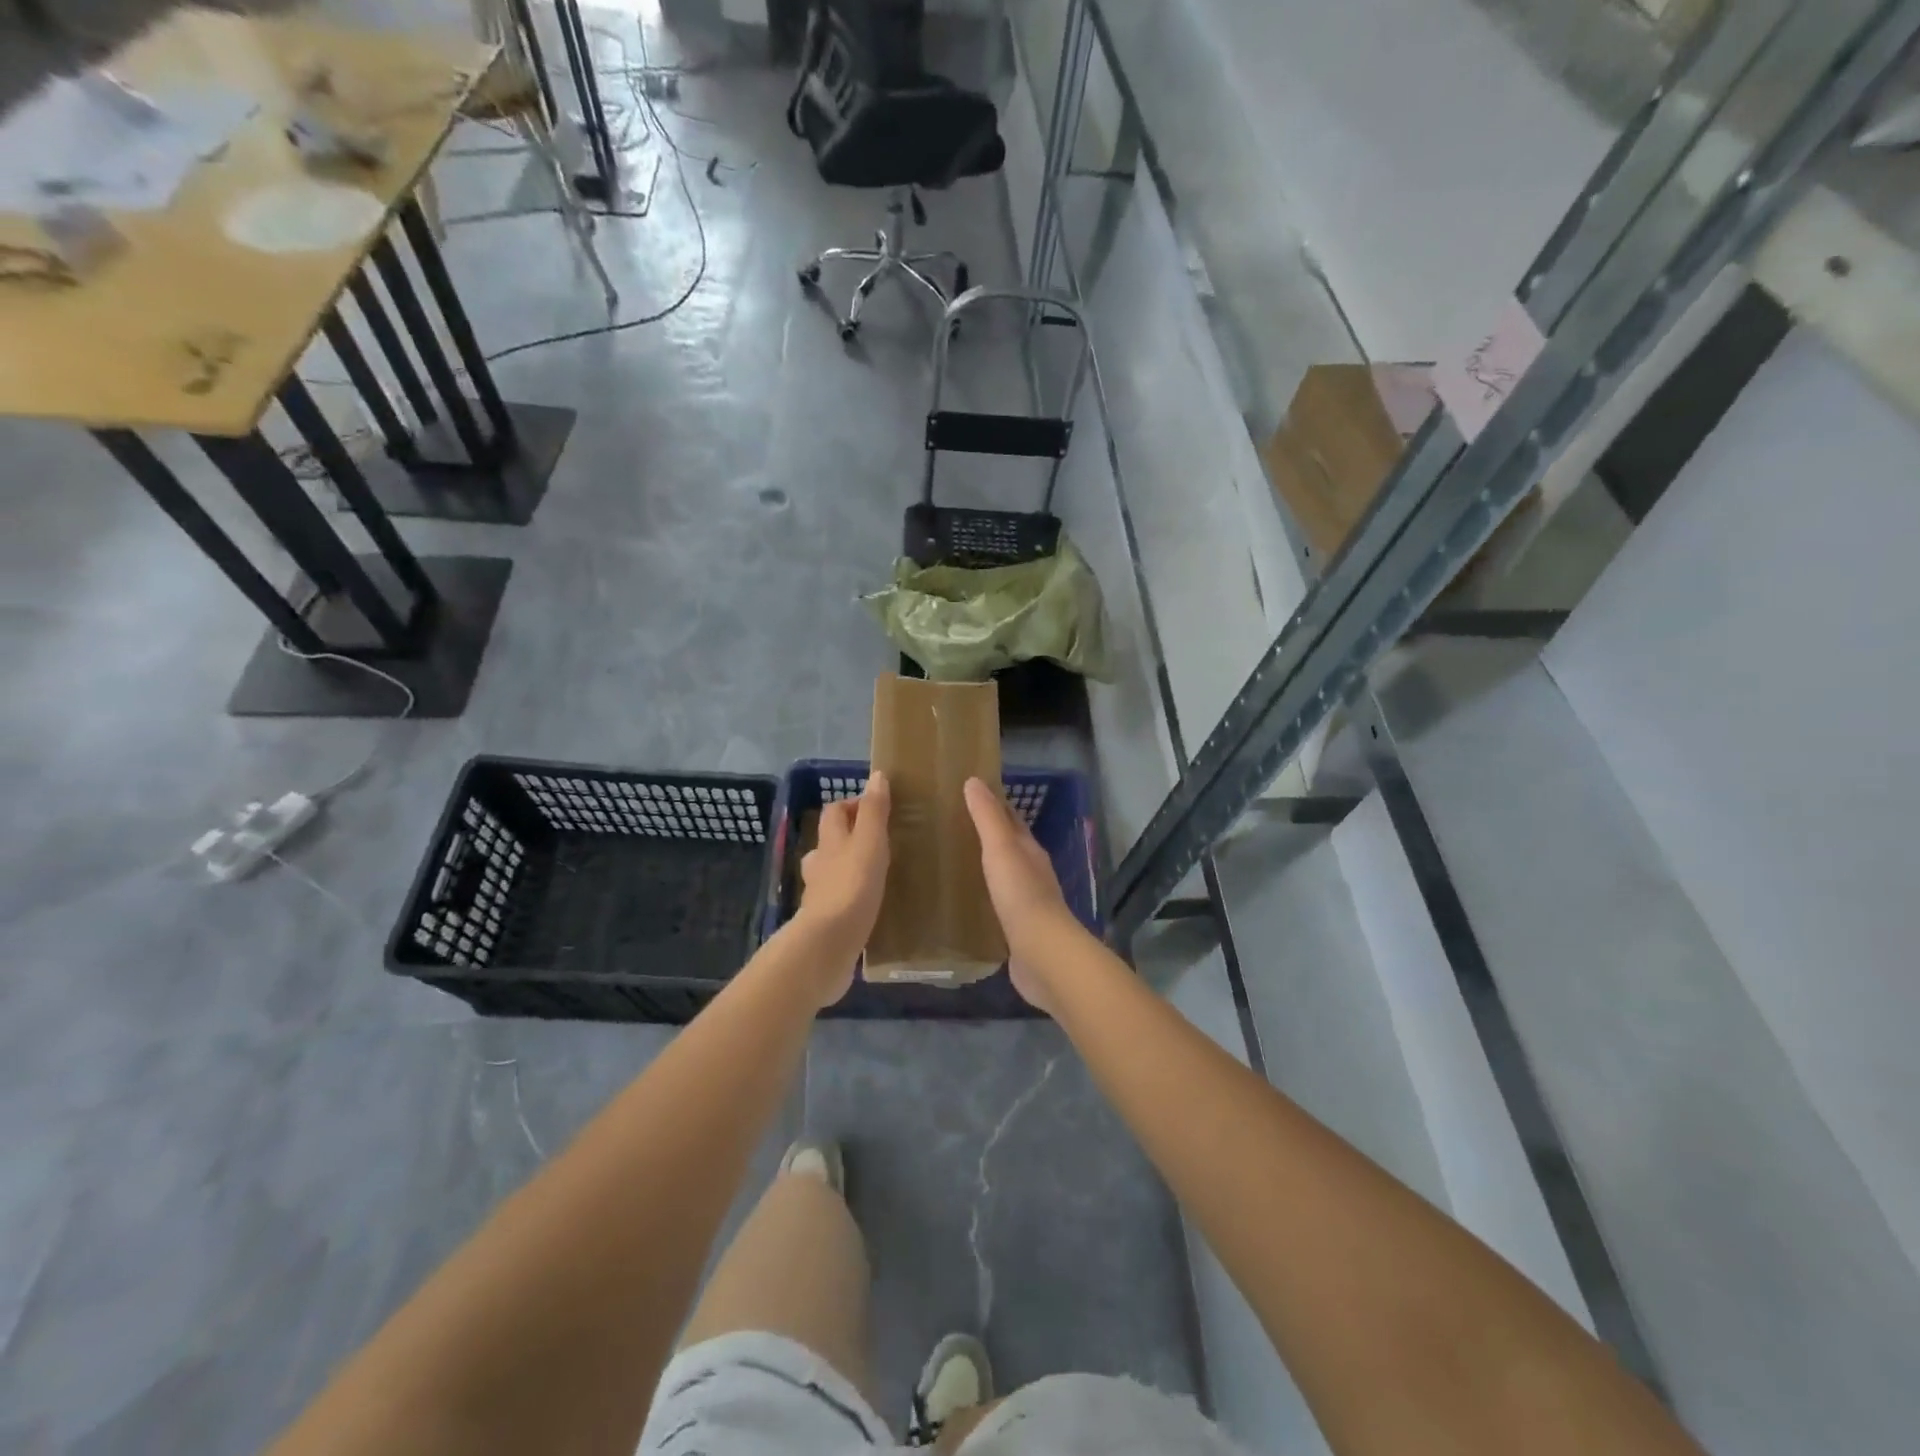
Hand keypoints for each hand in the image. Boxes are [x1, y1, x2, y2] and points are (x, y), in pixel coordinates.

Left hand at [796, 772, 890, 1002]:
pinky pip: (838, 903)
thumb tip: (876, 776)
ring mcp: (819, 895)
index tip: (877, 807)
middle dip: (848, 837)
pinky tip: (867, 907)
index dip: (851, 804)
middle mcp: (819, 865)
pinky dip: (849, 899)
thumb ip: (874, 811)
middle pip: (829, 842)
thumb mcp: (870, 842)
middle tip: (879, 841)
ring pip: (831, 873)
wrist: (829, 943)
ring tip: (875, 874)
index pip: (834, 812)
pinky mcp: (825, 922)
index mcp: (830, 842)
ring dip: (847, 869)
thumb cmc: (853, 886)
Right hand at [963, 777, 1074, 1011]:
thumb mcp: (1001, 849)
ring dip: (984, 867)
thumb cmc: (1021, 895)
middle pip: (1009, 847)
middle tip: (952, 827)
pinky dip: (983, 897)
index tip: (967, 794)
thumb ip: (987, 817)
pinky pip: (997, 906)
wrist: (1043, 954)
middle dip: (987, 836)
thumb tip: (974, 781)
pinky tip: (965, 901)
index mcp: (1030, 851)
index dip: (993, 805)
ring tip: (953, 862)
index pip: (1011, 820)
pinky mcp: (1017, 930)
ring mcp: (1026, 904)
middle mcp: (1032, 873)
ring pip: (1003, 876)